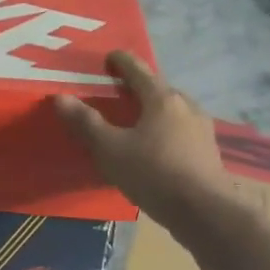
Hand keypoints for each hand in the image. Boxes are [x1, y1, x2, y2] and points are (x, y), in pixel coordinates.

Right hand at [53, 51, 232, 227]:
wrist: (205, 212)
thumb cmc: (154, 173)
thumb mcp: (111, 149)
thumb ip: (86, 123)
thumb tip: (60, 97)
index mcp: (162, 99)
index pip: (138, 70)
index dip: (121, 61)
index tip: (110, 57)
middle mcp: (186, 106)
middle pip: (159, 88)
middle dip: (139, 87)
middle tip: (119, 92)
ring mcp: (202, 128)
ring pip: (173, 110)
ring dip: (155, 109)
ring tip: (137, 120)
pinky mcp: (208, 151)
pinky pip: (181, 130)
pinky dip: (166, 129)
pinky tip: (157, 146)